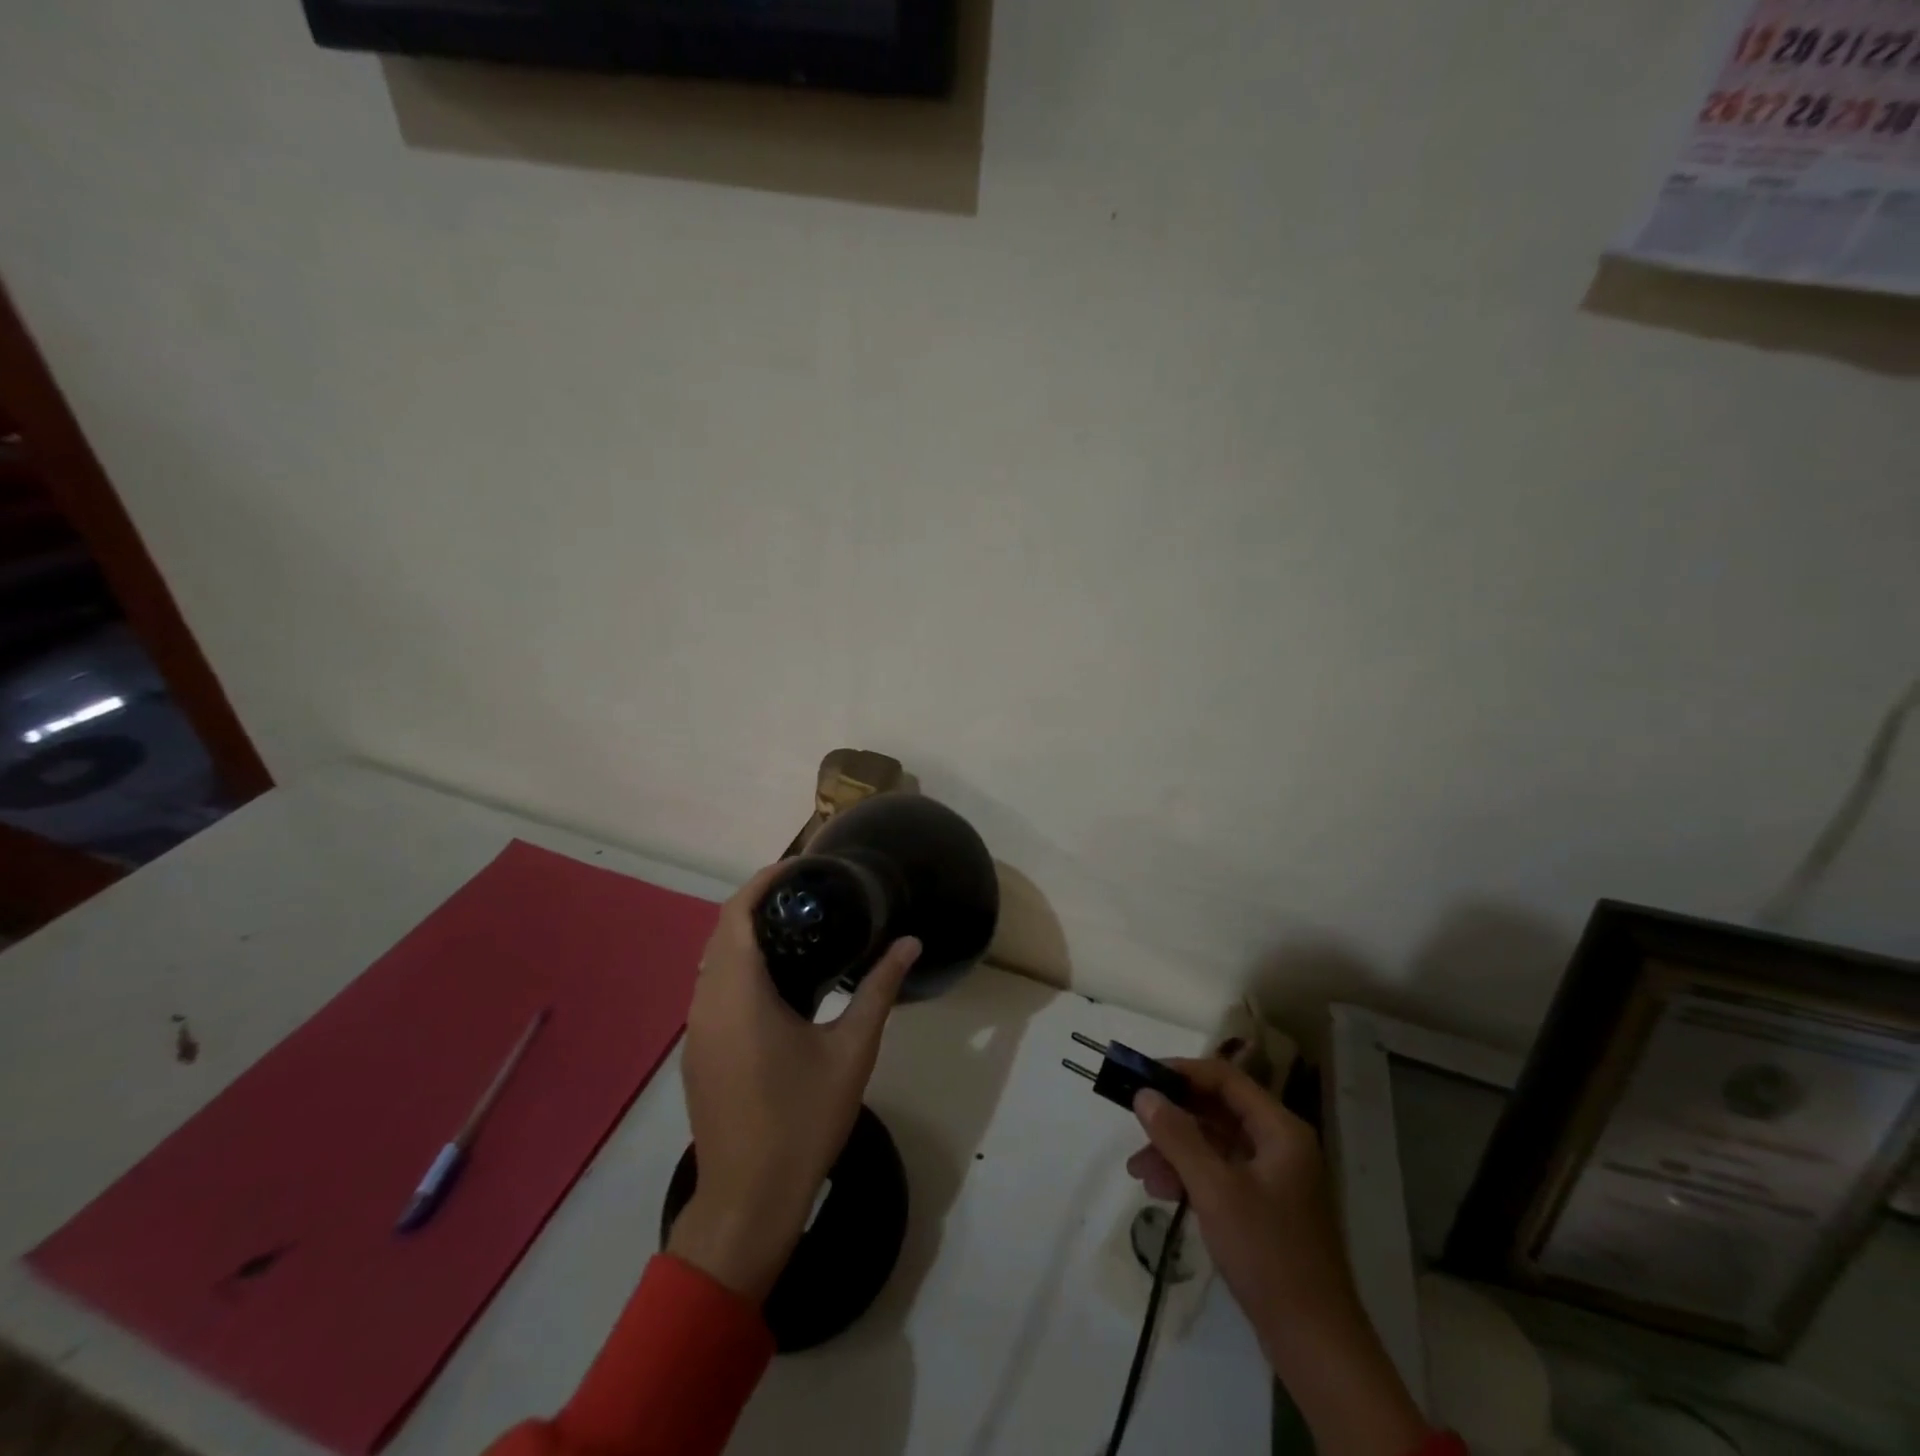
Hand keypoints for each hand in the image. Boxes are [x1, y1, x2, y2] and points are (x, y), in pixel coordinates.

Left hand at [667, 862, 919, 1302]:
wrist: (747, 1202)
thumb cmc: (801, 1120)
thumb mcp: (851, 1050)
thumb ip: (879, 990)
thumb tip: (911, 943)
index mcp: (738, 994)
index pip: (736, 914)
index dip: (764, 881)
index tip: (801, 867)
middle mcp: (706, 1004)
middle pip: (721, 932)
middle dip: (759, 903)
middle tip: (809, 894)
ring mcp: (696, 1030)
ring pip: (713, 961)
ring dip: (746, 935)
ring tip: (798, 928)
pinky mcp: (698, 1052)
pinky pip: (712, 989)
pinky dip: (739, 966)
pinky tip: (778, 981)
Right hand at [1128, 1058, 1430, 1455]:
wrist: (1315, 1344)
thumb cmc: (1268, 1254)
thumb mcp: (1214, 1190)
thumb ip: (1177, 1136)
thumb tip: (1144, 1094)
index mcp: (1280, 1129)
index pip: (1225, 1078)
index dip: (1182, 1071)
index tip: (1141, 1077)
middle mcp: (1280, 1144)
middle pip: (1218, 1109)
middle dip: (1173, 1117)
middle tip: (1133, 1125)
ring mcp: (1274, 1177)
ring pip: (1215, 1143)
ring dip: (1176, 1150)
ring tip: (1139, 1172)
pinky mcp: (1265, 1206)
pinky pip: (1220, 1172)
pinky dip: (1190, 1175)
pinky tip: (1161, 1191)